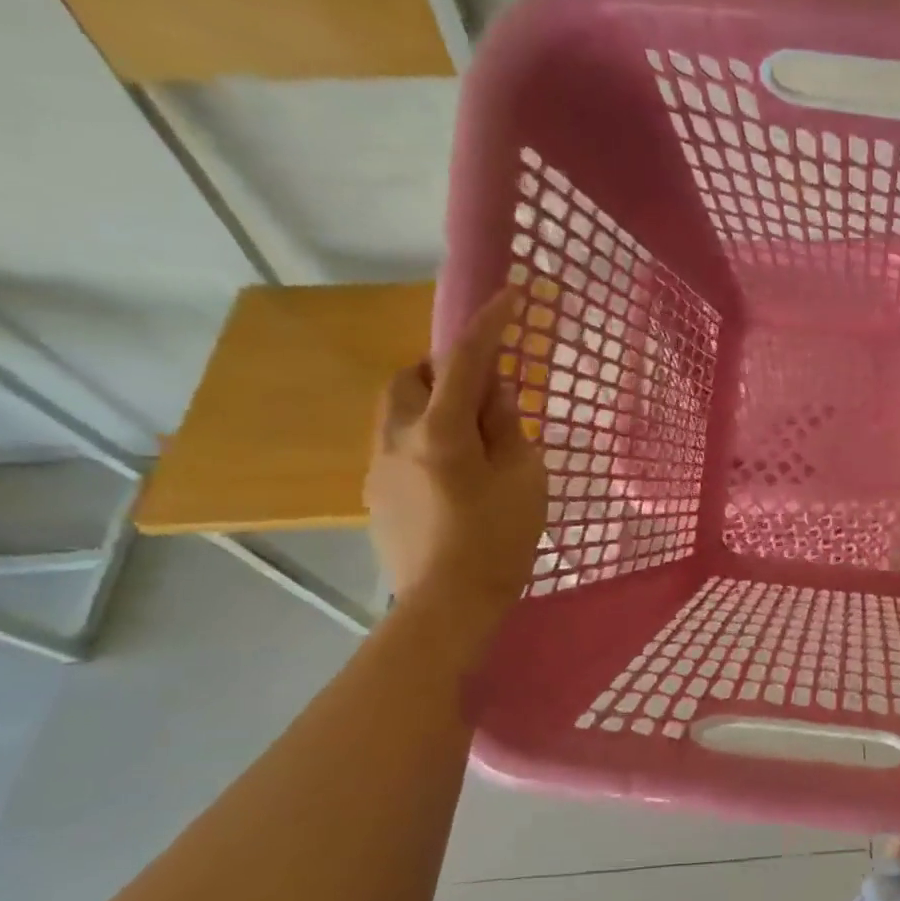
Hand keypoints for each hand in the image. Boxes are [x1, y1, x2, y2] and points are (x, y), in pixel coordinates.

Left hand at [366, 290, 547, 629]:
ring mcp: (379, 466)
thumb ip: (508, 429)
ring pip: (396, 410)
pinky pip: (396, 444)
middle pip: (411, 377)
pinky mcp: (375, 493)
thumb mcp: (524, 479)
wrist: (447, 604)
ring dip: (430, 403)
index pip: (466, 361)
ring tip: (467, 434)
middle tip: (483, 391)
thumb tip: (494, 395)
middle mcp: (398, 438)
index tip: (507, 295)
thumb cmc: (498, 541)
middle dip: (444, 368)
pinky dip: (422, 437)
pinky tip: (451, 473)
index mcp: (441, 432)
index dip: (489, 324)